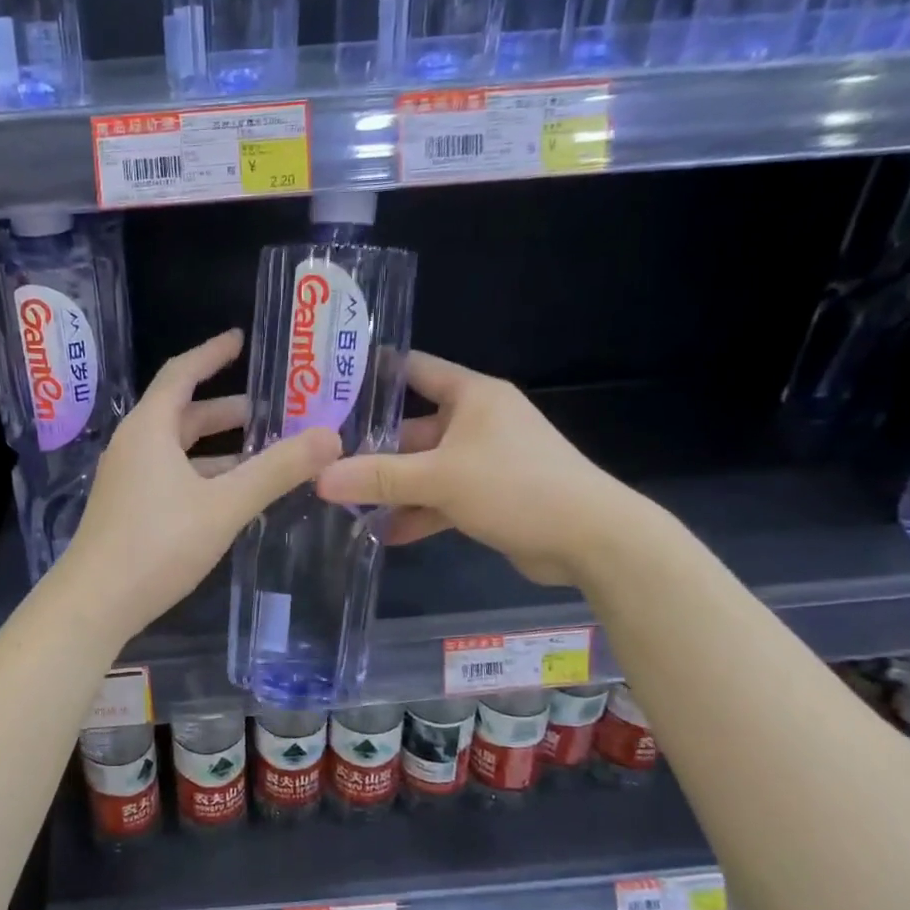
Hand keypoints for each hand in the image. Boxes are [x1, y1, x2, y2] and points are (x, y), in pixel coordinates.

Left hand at [58, 330, 342, 639]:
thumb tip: (330, 436)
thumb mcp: (224, 505)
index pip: (181, 373)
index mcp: (149, 429)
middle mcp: (133, 446)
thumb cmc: (157, 544)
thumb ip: (276, 470)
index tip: (241, 340)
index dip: (212, 354)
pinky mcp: (127, 511)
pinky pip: (170, 477)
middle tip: (271, 410)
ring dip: (217, 449)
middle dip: (225, 410)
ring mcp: (127, 480)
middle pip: (182, 413)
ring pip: (177, 451)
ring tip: (263, 454)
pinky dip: (202, 475)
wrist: (94, 603)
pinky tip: (230, 496)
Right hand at [314, 352, 643, 587]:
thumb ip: (377, 478)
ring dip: (391, 488)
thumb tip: (318, 478)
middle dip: (371, 449)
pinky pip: (442, 498)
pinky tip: (383, 534)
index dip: (373, 375)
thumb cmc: (515, 486)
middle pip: (412, 429)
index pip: (414, 370)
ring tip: (344, 505)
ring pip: (424, 469)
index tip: (329, 386)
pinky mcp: (490, 496)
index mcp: (472, 397)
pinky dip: (417, 514)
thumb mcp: (439, 478)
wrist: (591, 539)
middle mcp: (477, 422)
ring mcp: (484, 461)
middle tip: (323, 463)